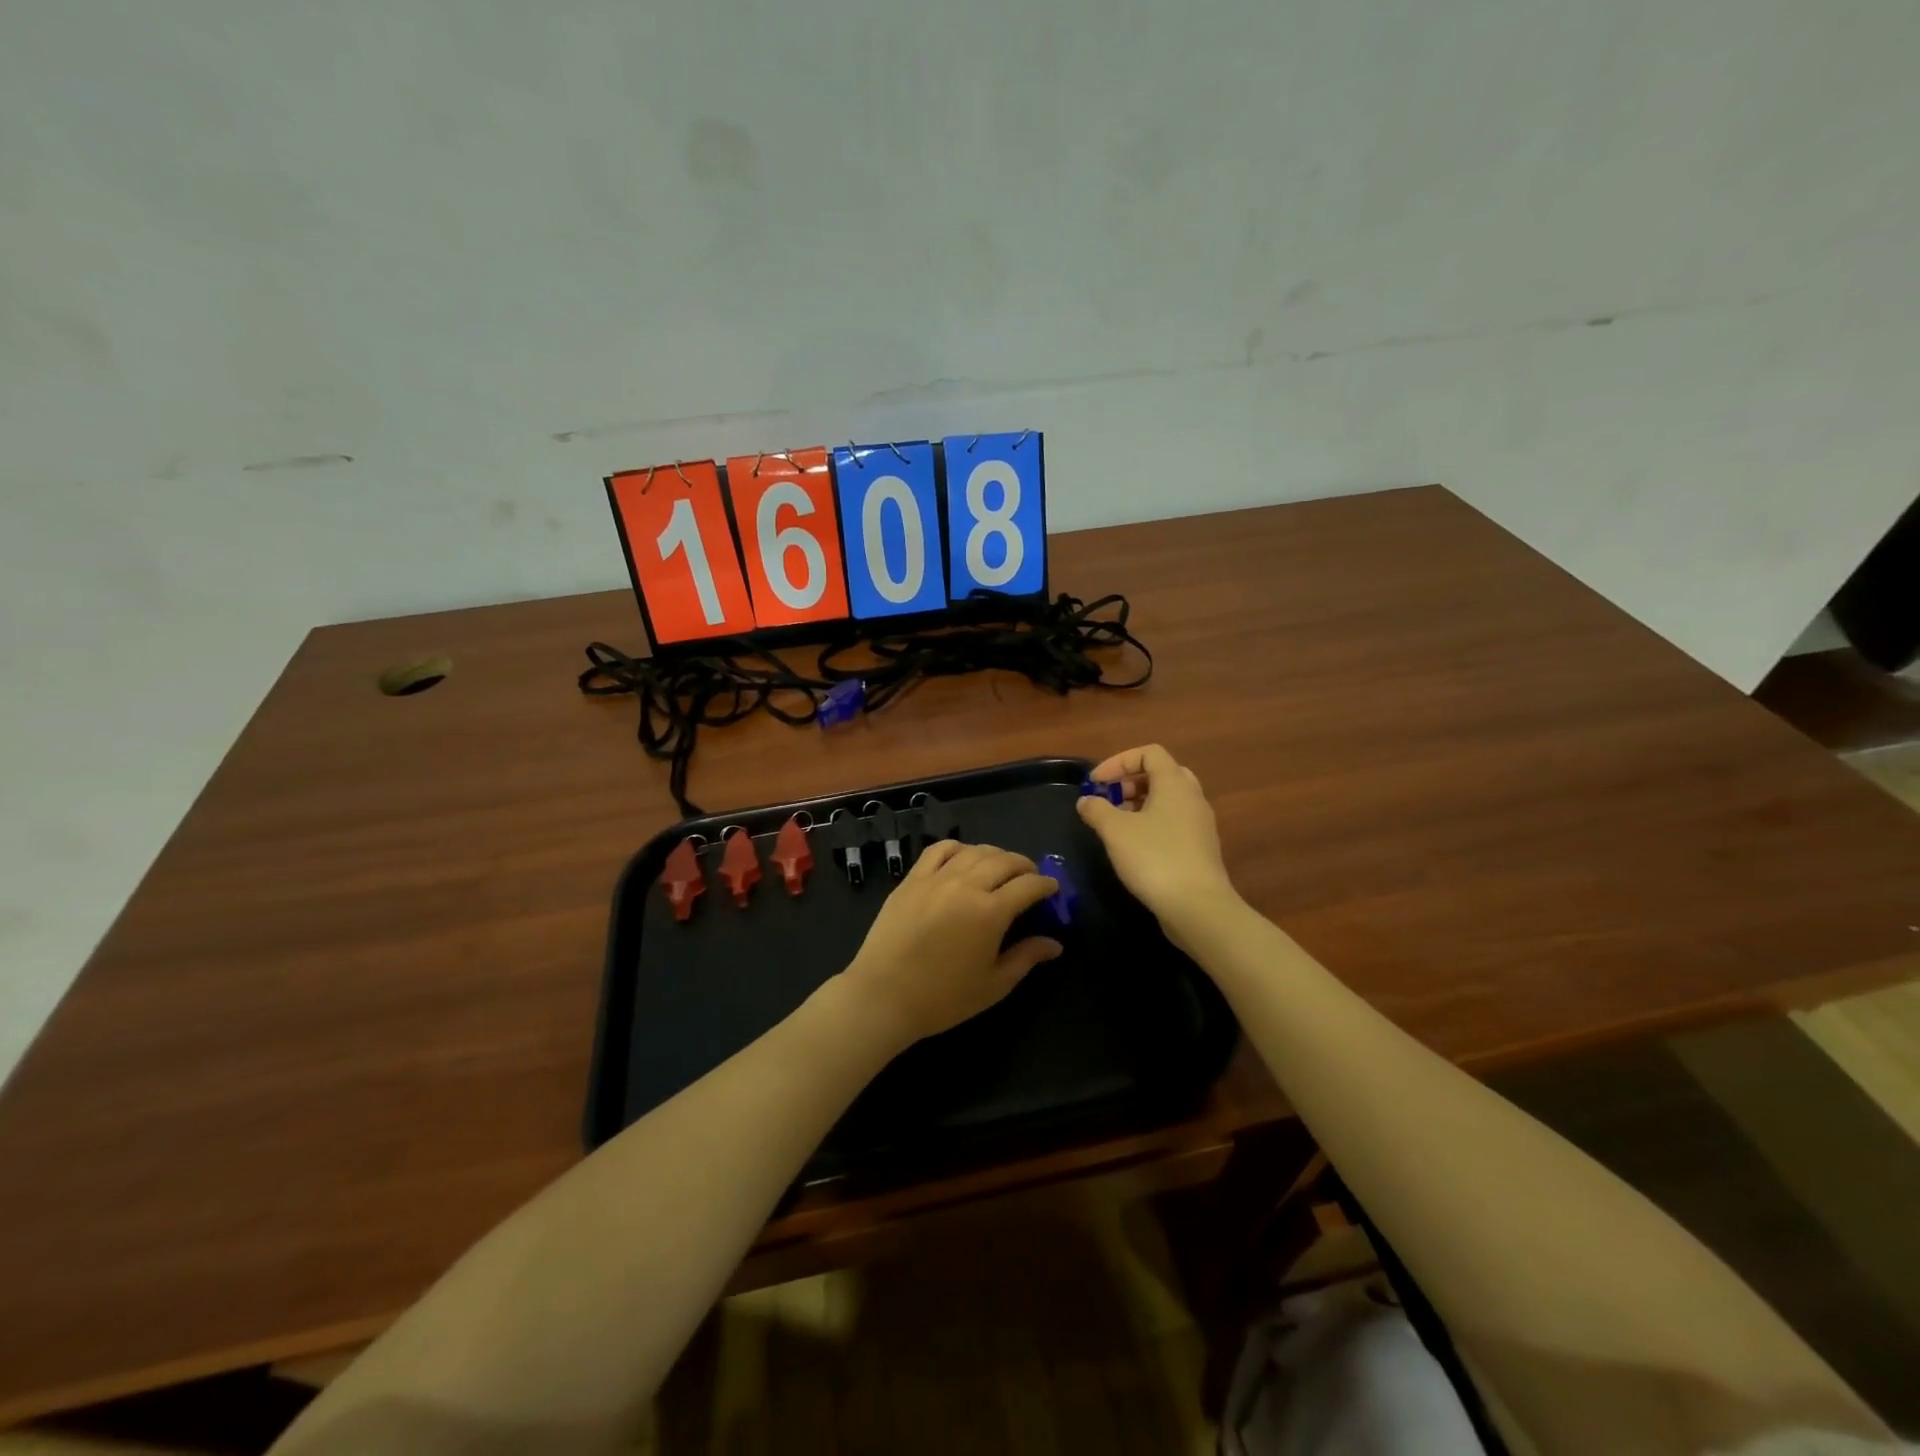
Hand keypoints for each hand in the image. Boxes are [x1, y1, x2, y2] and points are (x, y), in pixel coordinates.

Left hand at [838, 842, 1062, 1047]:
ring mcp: (936, 878)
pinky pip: (939, 850)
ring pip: (974, 851)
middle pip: (1004, 861)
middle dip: (1025, 866)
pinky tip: (963, 858)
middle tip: (1030, 878)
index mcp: (990, 912)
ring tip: (1000, 868)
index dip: (1046, 884)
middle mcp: (966, 885)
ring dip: (995, 855)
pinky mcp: (912, 879)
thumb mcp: (993, 985)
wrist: (883, 996)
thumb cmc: (943, 998)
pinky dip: (958, 848)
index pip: (1029, 885)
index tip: (1053, 889)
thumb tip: (1054, 943)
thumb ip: (1026, 958)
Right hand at [1077, 744, 1238, 941]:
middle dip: (1130, 782)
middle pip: (1161, 774)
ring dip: (1140, 804)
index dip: (1118, 761)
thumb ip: (1097, 809)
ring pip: (1168, 800)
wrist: (1197, 907)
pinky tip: (1134, 847)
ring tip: (1116, 824)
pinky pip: (1174, 822)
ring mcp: (1200, 823)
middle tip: (1109, 799)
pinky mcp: (1201, 848)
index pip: (1149, 753)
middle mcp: (1192, 797)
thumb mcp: (1115, 831)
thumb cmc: (1154, 858)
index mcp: (1174, 783)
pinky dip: (1152, 823)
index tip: (1096, 783)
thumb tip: (1086, 801)